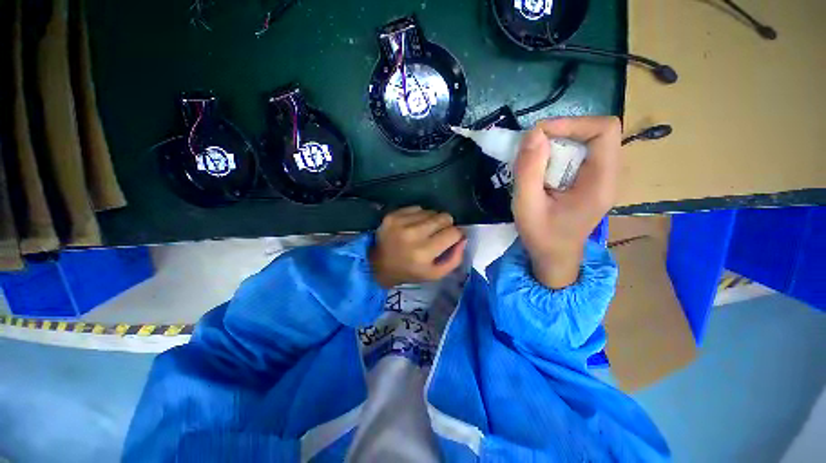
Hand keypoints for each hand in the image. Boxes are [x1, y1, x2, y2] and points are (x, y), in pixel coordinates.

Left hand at [370, 206, 466, 287]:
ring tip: (423, 231)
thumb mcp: (435, 274)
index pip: (453, 232)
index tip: (451, 238)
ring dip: (432, 220)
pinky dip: (419, 216)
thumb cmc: (409, 271)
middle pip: (444, 217)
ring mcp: (401, 222)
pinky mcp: (392, 215)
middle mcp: (413, 234)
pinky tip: (412, 226)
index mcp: (424, 252)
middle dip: (446, 224)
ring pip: (431, 211)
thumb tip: (463, 238)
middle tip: (438, 233)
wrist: (378, 265)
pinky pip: (417, 208)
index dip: (456, 235)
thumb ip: (454, 258)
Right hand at [513, 116, 620, 288]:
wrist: (554, 258)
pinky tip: (540, 169)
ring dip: (556, 144)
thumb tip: (533, 133)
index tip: (539, 135)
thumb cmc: (542, 237)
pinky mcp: (589, 182)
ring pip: (585, 142)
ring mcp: (600, 178)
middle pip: (595, 133)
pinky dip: (556, 154)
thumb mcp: (527, 206)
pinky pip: (577, 155)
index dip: (572, 123)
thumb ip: (529, 170)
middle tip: (531, 149)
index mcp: (601, 182)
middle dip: (560, 133)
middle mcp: (608, 175)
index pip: (605, 130)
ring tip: (533, 160)